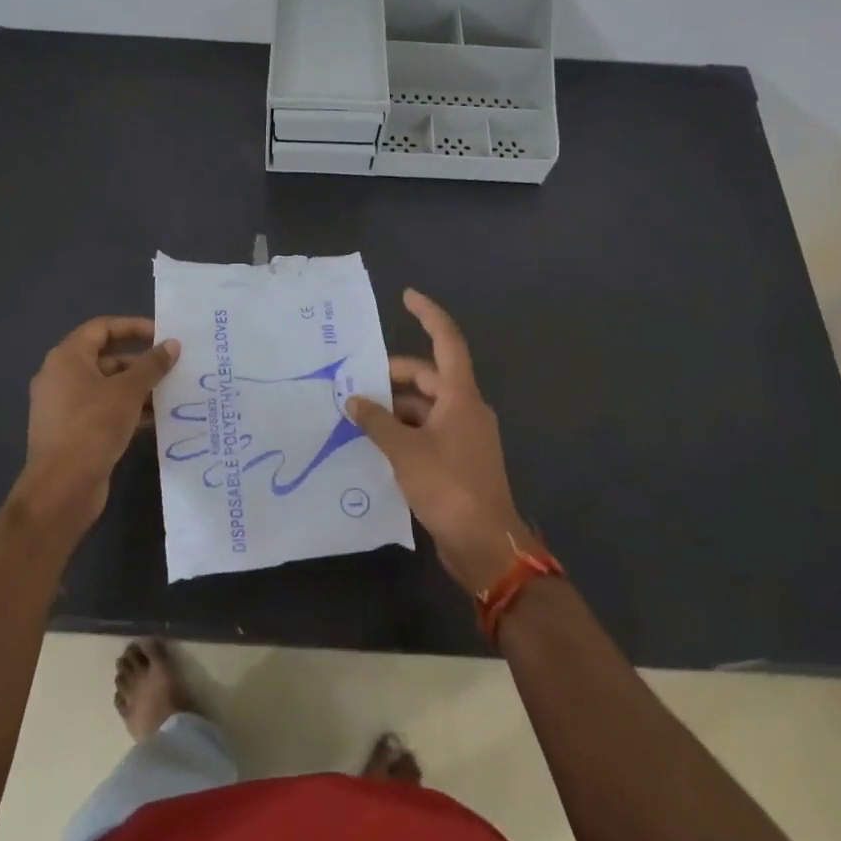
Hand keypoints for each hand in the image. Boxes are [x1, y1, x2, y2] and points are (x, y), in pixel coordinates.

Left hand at [10, 316, 179, 541]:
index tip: (162, 335)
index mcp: (67, 358)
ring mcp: (65, 407)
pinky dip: (128, 410)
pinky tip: (157, 419)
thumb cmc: (93, 427)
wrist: (62, 488)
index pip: (101, 328)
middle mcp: (62, 377)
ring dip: (138, 389)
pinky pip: (104, 411)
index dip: (133, 327)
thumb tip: (172, 345)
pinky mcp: (73, 432)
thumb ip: (152, 365)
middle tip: (173, 367)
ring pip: (108, 387)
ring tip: (172, 393)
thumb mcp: (128, 391)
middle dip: (141, 362)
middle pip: (106, 358)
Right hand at [346, 289, 533, 593]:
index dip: (428, 315)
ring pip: (426, 406)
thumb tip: (354, 400)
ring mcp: (464, 435)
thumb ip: (377, 422)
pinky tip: (376, 443)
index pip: (447, 341)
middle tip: (357, 381)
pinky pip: (427, 431)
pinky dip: (404, 430)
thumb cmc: (449, 487)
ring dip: (395, 407)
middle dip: (394, 375)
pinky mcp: (459, 460)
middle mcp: (466, 408)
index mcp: (461, 396)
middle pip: (429, 376)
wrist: (485, 544)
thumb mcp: (405, 450)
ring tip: (359, 415)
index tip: (407, 296)